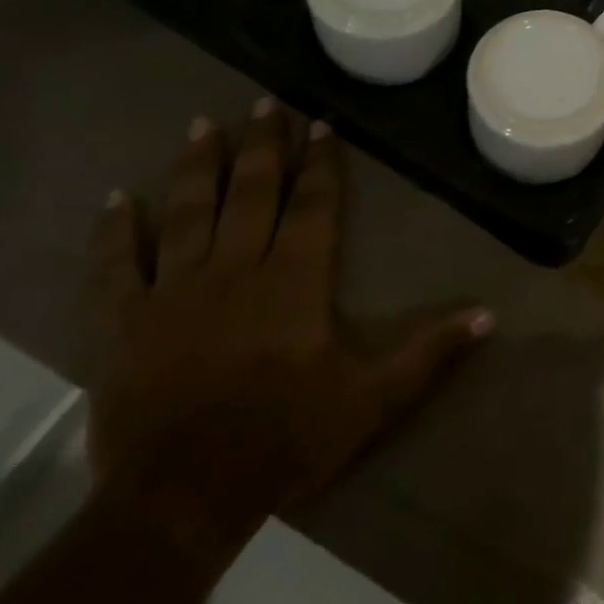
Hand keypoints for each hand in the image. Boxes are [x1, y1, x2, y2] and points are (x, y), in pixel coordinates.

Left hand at [88, 100, 492, 535]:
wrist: (182, 501)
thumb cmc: (286, 440)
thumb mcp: (373, 400)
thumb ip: (430, 353)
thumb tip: (490, 316)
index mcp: (294, 281)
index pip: (312, 205)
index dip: (320, 162)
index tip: (320, 123)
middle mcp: (235, 270)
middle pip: (251, 193)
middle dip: (261, 145)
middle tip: (264, 102)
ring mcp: (174, 292)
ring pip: (187, 213)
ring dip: (196, 167)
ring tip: (202, 124)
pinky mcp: (124, 323)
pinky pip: (114, 268)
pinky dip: (113, 233)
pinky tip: (116, 199)